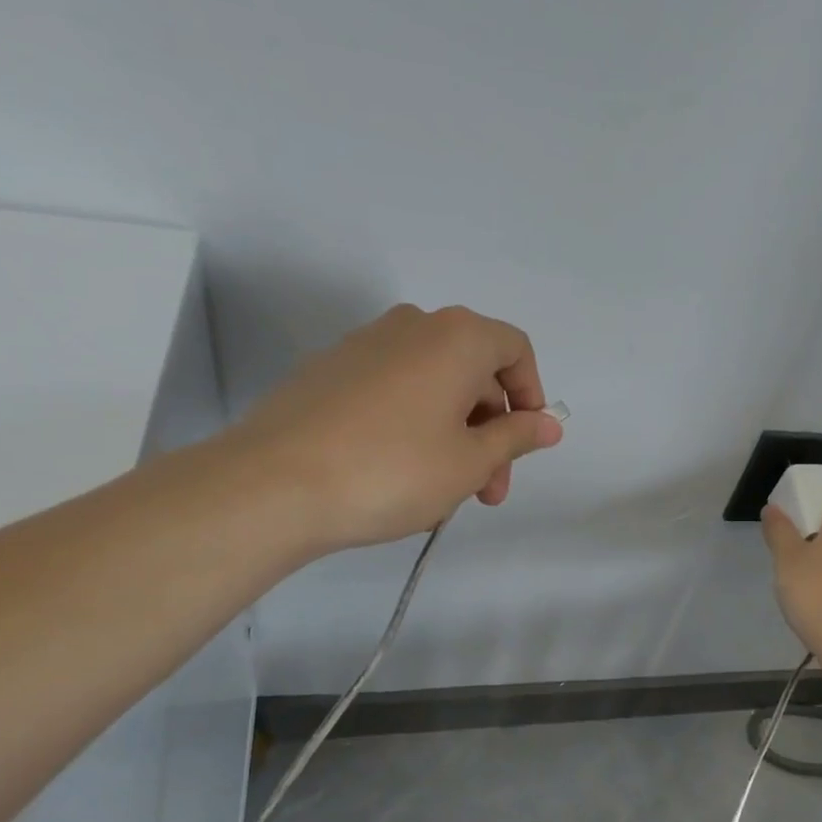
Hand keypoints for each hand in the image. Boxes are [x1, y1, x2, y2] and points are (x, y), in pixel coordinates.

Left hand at [224, 304, 561, 556]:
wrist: (272, 485)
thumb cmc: (393, 470)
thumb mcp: (470, 461)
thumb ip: (516, 437)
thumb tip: (549, 424)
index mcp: (456, 337)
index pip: (516, 350)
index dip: (531, 396)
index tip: (526, 444)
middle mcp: (412, 326)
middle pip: (473, 371)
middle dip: (490, 431)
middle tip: (487, 489)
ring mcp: (364, 346)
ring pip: (432, 386)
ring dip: (453, 435)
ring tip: (444, 494)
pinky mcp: (328, 372)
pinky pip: (393, 392)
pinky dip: (413, 426)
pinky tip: (400, 477)